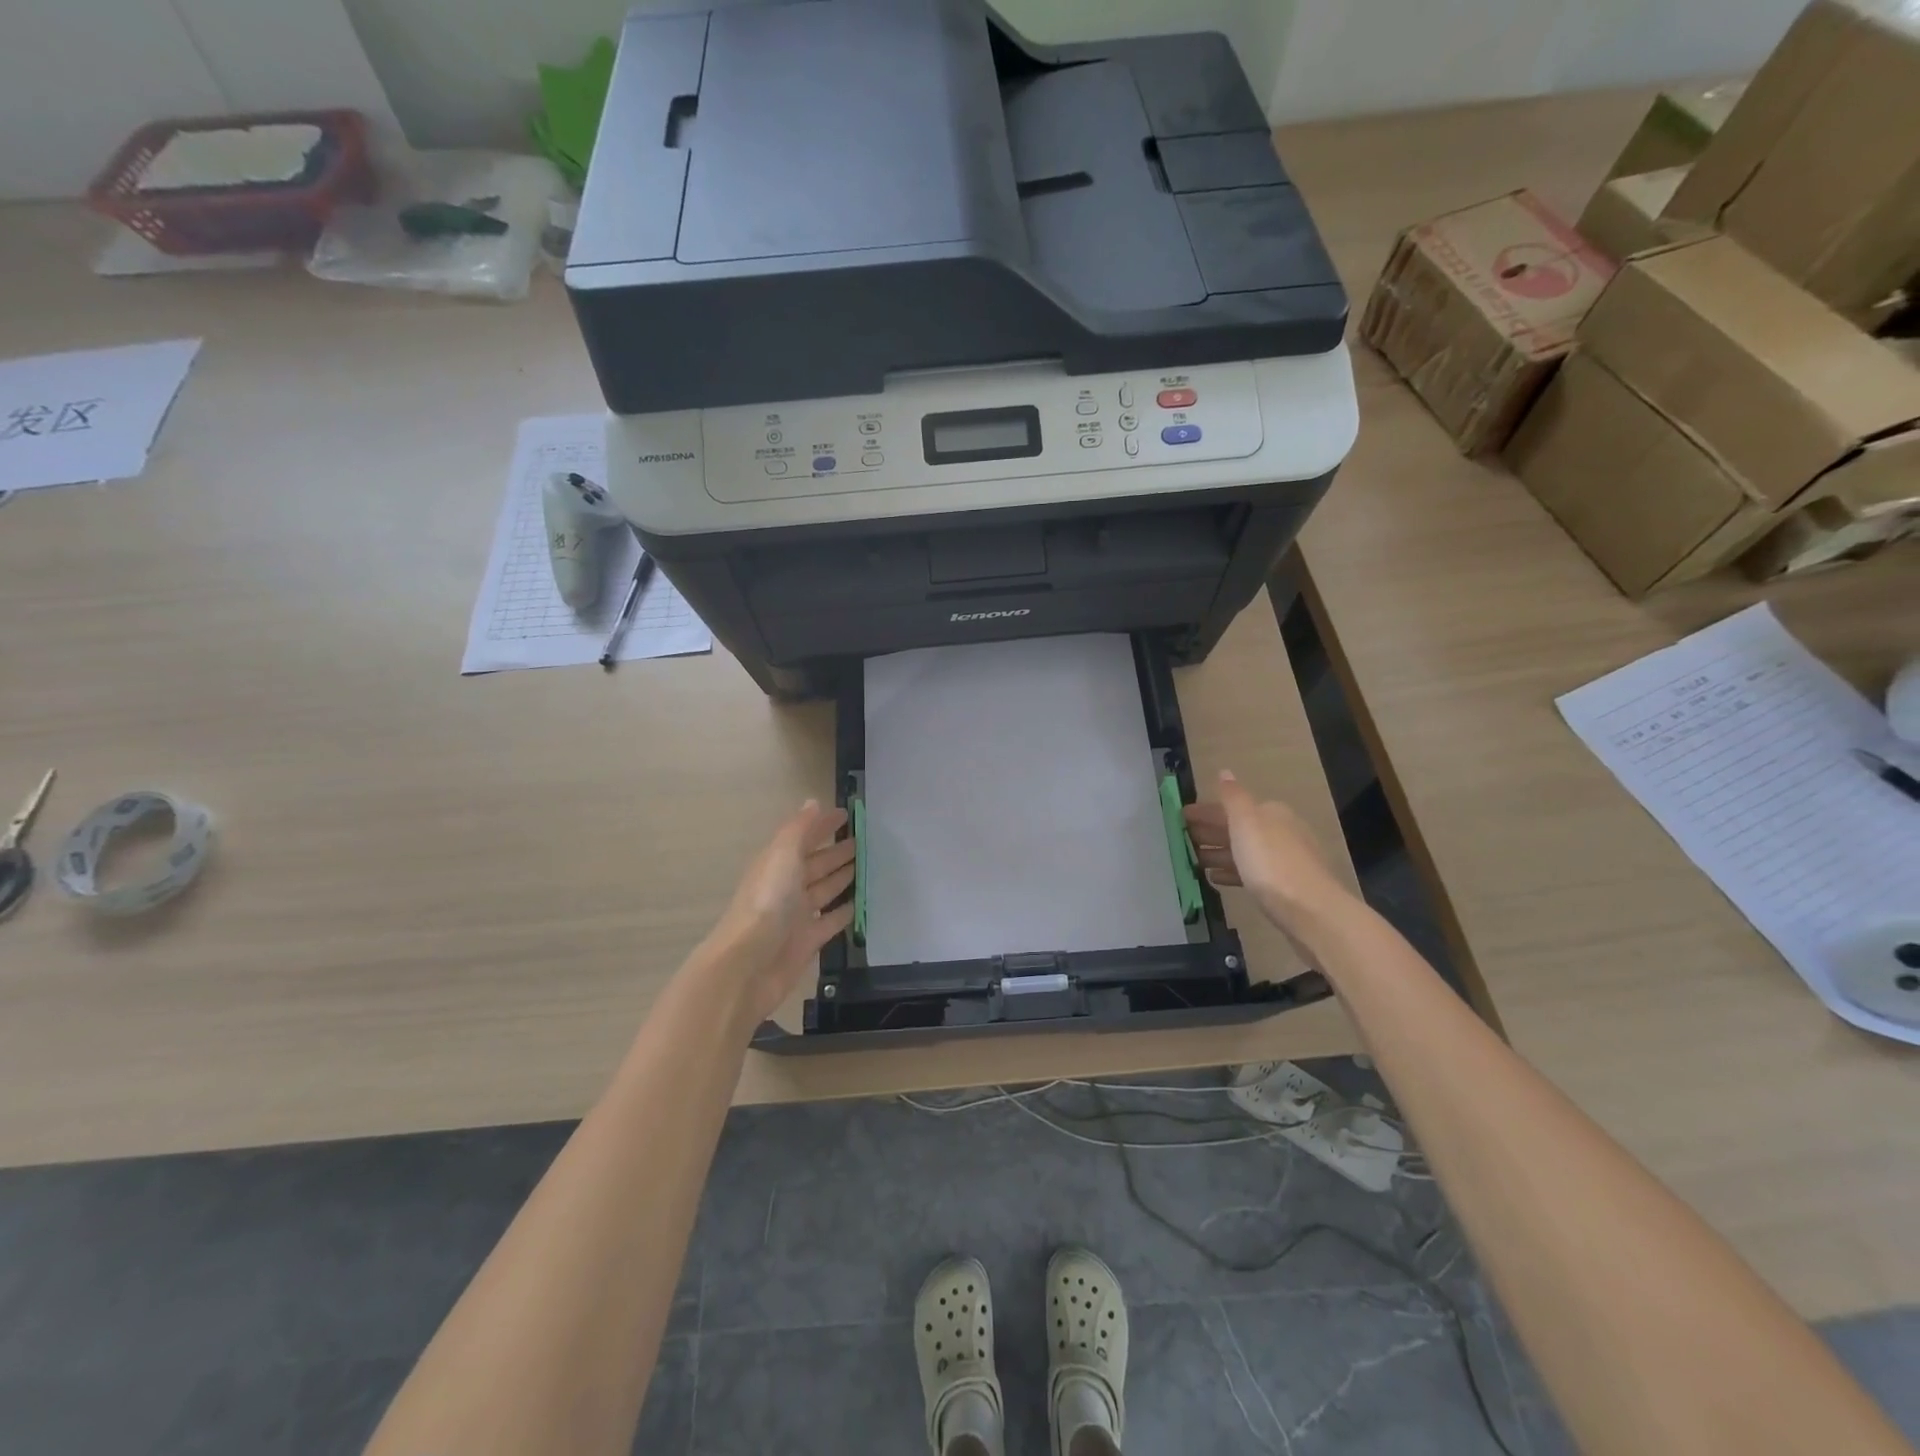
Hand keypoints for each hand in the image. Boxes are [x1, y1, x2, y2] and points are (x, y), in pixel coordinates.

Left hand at [703, 801, 856, 1022]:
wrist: (749, 964)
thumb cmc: (766, 902)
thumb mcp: (782, 855)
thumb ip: (799, 829)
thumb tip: (814, 802)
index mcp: (778, 864)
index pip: (804, 837)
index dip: (822, 825)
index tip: (847, 814)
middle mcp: (787, 886)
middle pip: (816, 864)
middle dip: (837, 851)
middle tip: (864, 841)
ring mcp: (797, 914)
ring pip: (825, 890)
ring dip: (843, 877)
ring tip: (867, 865)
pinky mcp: (809, 940)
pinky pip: (831, 920)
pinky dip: (845, 911)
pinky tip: (861, 903)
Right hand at [1184, 770, 1346, 933]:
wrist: (1309, 910)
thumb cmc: (1271, 861)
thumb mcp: (1247, 822)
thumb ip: (1233, 797)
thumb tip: (1224, 771)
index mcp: (1270, 813)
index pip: (1231, 807)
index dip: (1205, 811)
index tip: (1180, 817)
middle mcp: (1279, 832)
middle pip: (1236, 828)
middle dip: (1209, 832)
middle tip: (1179, 838)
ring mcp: (1282, 860)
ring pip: (1242, 851)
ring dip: (1217, 853)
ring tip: (1191, 860)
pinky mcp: (1281, 887)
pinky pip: (1249, 873)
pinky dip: (1230, 872)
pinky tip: (1214, 879)